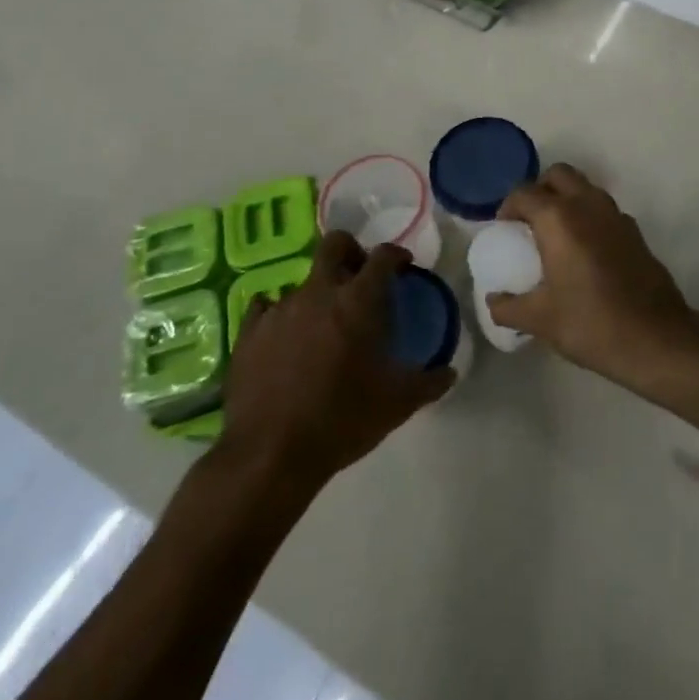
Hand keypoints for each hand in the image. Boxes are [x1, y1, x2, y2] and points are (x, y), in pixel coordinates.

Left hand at [215, 232, 453, 489]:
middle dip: (351, 251)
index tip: (403, 268)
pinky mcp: (249, 332)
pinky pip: (265, 308)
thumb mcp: (398, 404)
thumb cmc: (342, 420)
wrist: (270, 455)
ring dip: (318, 295)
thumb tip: (449, 372)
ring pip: (303, 282)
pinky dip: (280, 317)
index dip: (396, 255)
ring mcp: (279, 309)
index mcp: (359, 300)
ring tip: (323, 327)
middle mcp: (319, 292)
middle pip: (335, 244)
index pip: (383, 256)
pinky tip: (285, 339)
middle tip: (360, 277)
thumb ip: (429, 382)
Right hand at [486, 165, 696, 388]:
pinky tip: (585, 252)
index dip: (508, 207)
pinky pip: (604, 210)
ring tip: (555, 235)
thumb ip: (508, 307)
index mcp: (558, 218)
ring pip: (585, 188)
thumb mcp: (540, 320)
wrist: (655, 339)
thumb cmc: (590, 323)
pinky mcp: (635, 232)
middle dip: (540, 190)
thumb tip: (493, 300)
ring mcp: (616, 215)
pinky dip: (589, 217)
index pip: (524, 193)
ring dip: (567, 199)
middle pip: (558, 175)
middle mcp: (587, 205)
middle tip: (529, 221)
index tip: (503, 230)